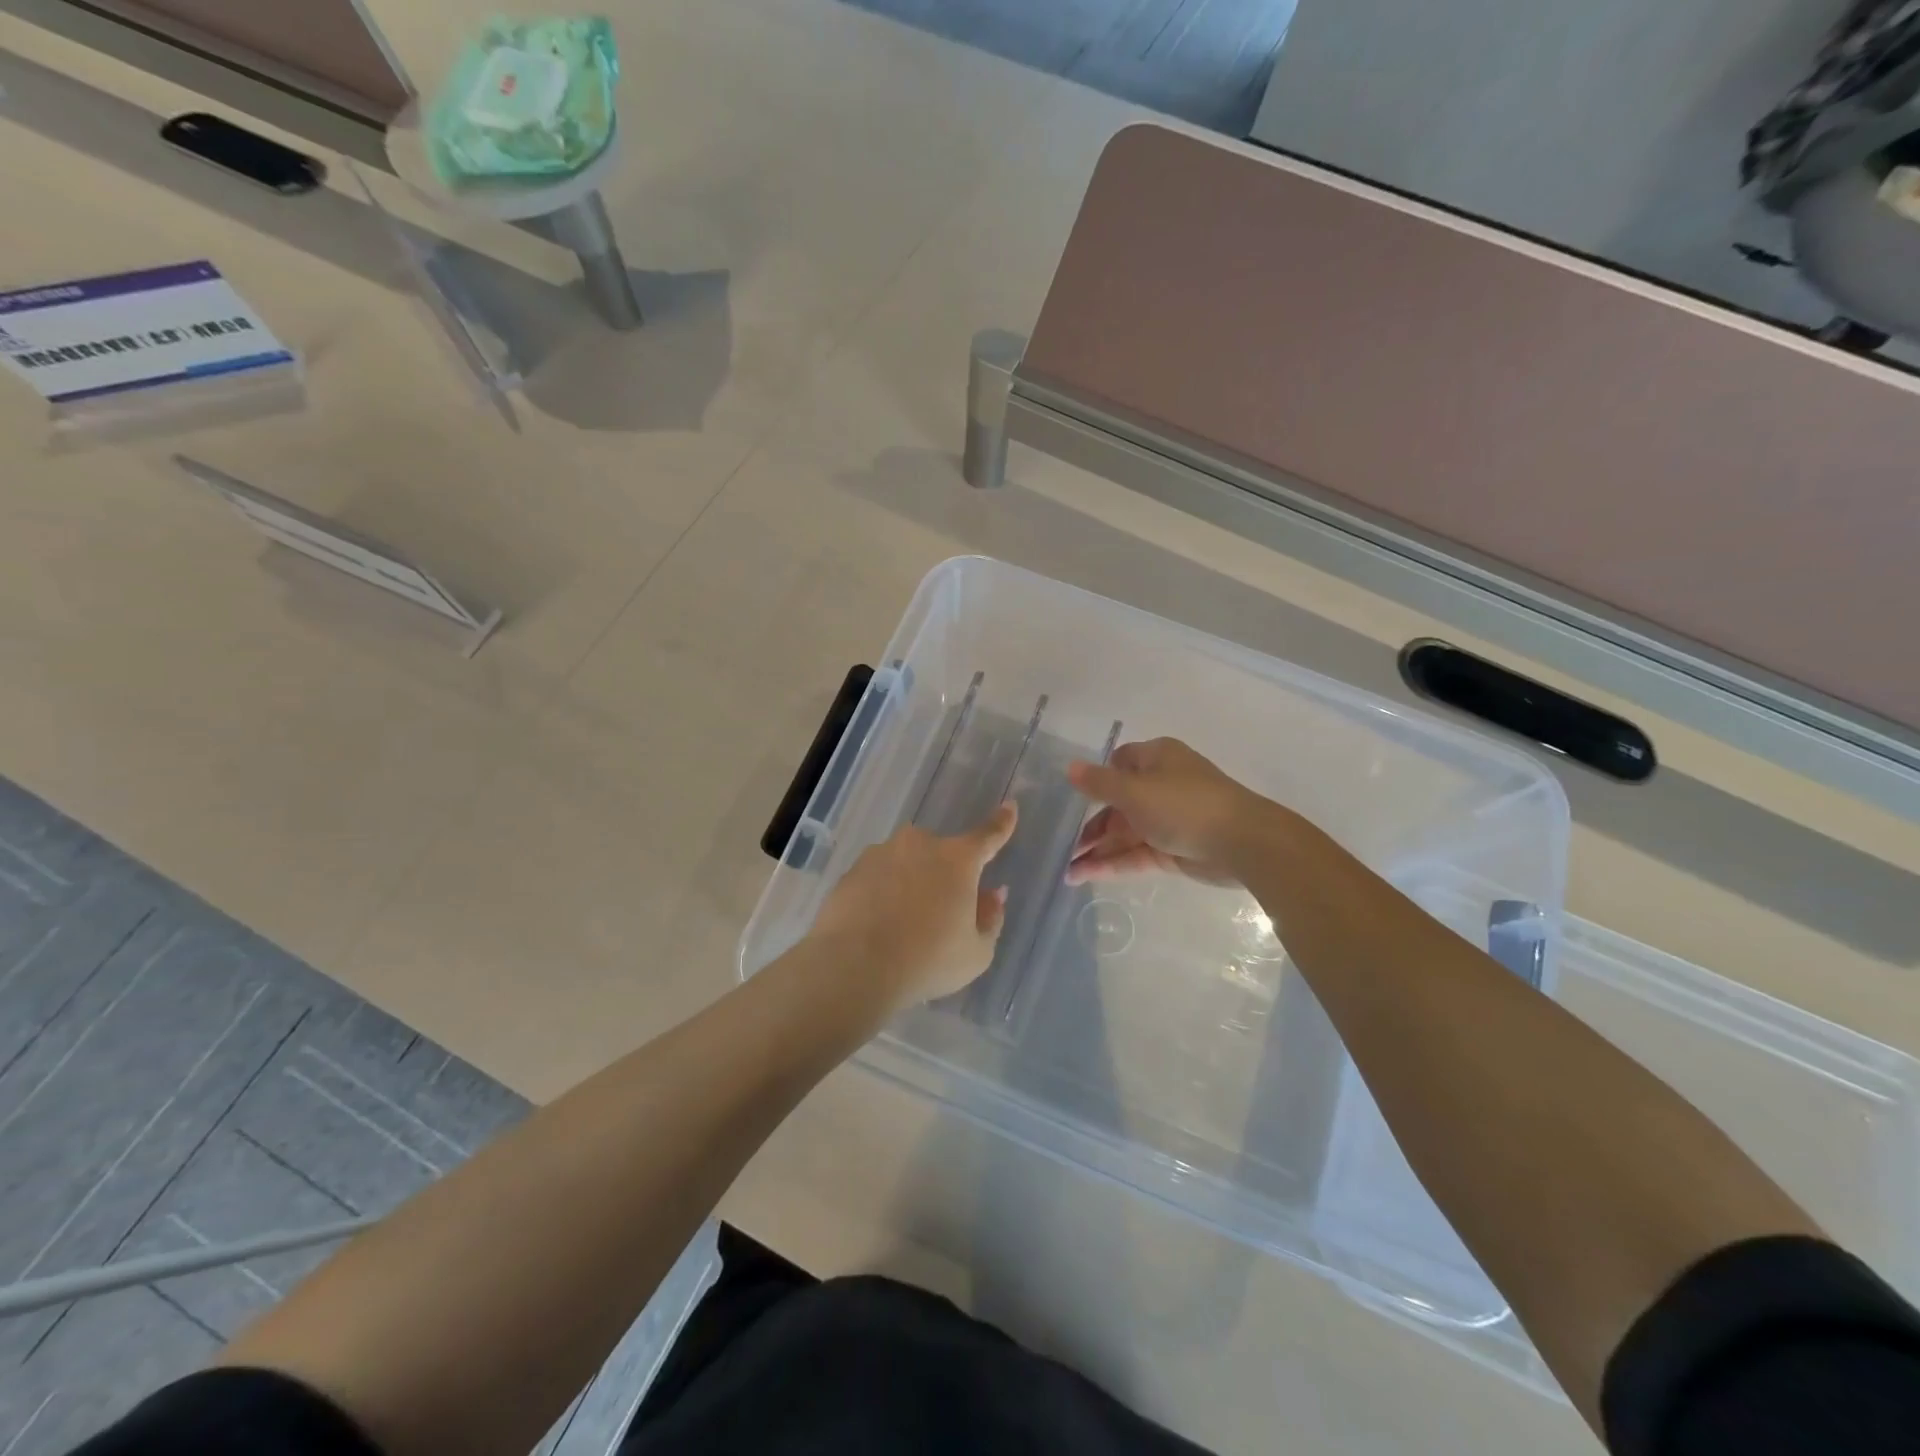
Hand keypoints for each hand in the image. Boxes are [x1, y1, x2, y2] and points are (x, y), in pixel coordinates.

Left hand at [809, 803, 1018, 1010]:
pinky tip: (877, 925)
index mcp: (958, 860)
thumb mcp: (976, 952)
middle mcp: (919, 845)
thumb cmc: (928, 961)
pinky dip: (882, 894)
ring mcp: (881, 854)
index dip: (1002, 823)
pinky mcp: (851, 871)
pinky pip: (877, 878)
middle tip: (940, 914)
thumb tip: (992, 894)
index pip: (988, 836)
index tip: (1009, 807)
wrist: (855, 967)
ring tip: (902, 925)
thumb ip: (990, 918)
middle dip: (944, 876)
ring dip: (910, 883)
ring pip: (906, 864)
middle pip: (941, 855)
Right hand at [1066, 738, 1289, 886]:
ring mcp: (1168, 819)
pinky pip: (1135, 854)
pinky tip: (1083, 876)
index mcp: (1156, 759)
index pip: (1119, 762)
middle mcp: (1161, 785)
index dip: (1096, 778)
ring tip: (1066, 869)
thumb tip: (1069, 768)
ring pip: (1124, 833)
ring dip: (1096, 849)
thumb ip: (1099, 783)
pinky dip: (1111, 864)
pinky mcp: (1173, 850)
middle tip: (1061, 844)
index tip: (1071, 797)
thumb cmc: (1184, 805)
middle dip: (1090, 824)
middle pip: (1118, 803)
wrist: (1243, 843)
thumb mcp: (1134, 791)